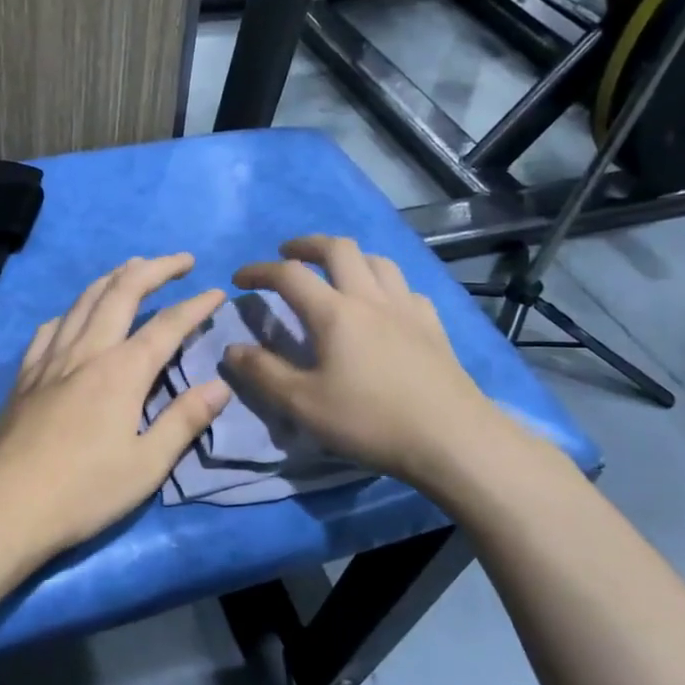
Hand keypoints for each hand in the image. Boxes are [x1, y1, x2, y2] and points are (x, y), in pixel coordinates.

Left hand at [0, 254, 231, 560]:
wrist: (6, 506)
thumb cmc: (84, 492)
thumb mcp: (146, 466)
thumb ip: (184, 421)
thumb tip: (220, 385)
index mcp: (121, 372)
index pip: (167, 326)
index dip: (195, 306)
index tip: (217, 292)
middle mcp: (86, 352)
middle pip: (121, 293)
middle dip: (154, 269)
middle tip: (180, 261)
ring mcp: (50, 360)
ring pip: (83, 301)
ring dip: (113, 278)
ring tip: (133, 268)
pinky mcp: (25, 375)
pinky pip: (50, 327)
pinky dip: (72, 310)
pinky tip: (74, 315)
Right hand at [222, 236, 500, 490]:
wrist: (452, 439)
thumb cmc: (369, 420)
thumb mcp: (303, 404)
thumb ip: (263, 373)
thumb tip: (232, 349)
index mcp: (335, 312)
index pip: (289, 274)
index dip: (259, 270)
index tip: (239, 278)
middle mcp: (370, 298)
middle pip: (338, 249)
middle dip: (307, 245)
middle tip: (288, 253)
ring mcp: (407, 309)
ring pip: (377, 261)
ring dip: (349, 258)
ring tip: (336, 272)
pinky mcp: (434, 327)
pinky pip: (407, 290)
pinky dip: (386, 286)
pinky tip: (385, 306)